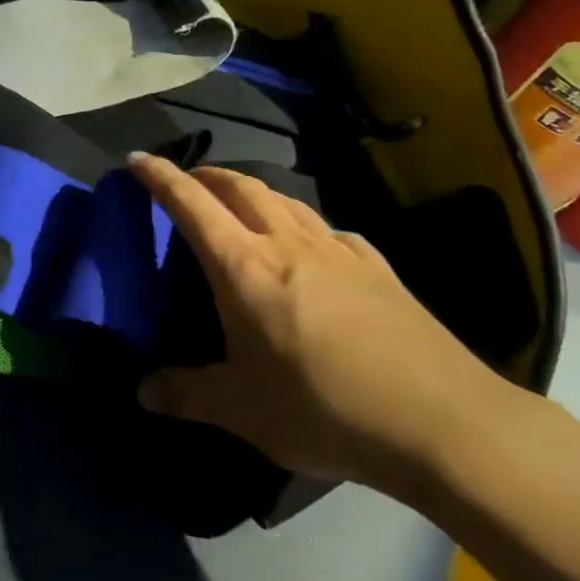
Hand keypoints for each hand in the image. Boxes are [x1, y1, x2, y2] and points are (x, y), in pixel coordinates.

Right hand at [130, 155, 513, 495]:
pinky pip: (329, 230)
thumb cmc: (323, 408)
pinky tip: (314, 246)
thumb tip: (143, 392)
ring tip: (242, 204)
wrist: (441, 421)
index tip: (137, 159)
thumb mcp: (241, 411)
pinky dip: (305, 224)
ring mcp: (338, 251)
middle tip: (189, 180)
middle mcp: (287, 244)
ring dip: (254, 191)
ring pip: (286, 200)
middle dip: (208, 175)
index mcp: (243, 266)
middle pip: (240, 187)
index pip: (191, 203)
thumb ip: (186, 394)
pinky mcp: (379, 269)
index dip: (160, 176)